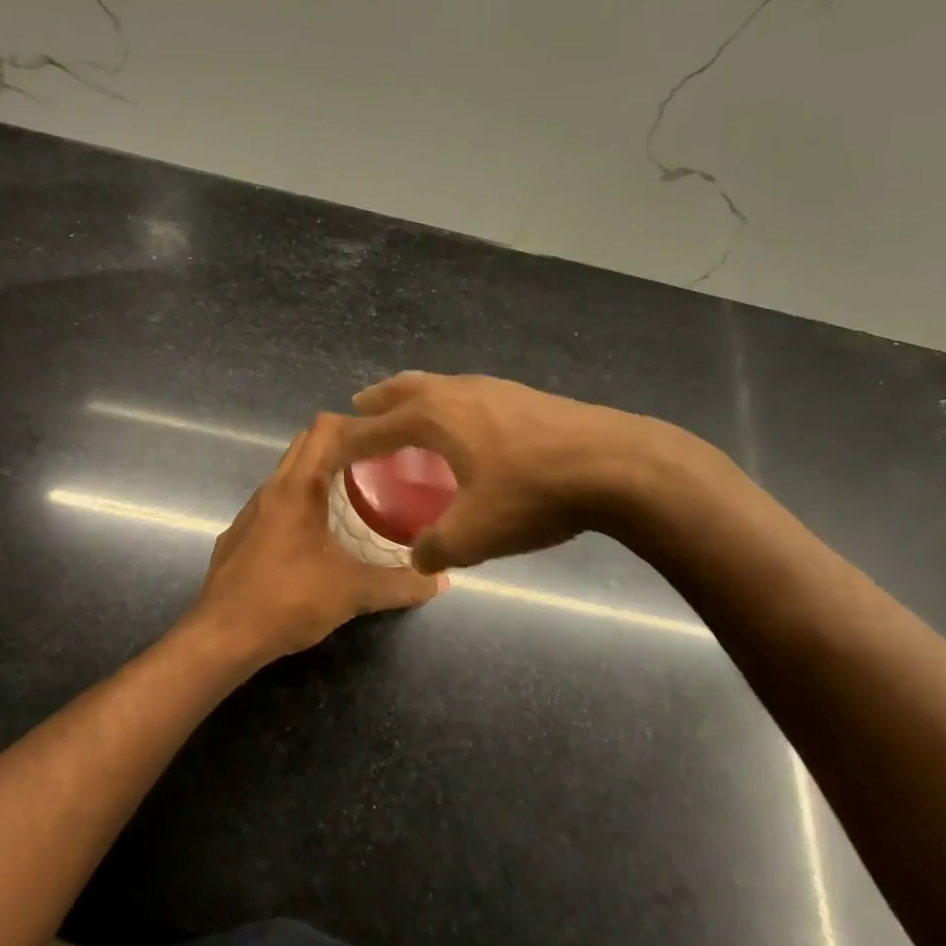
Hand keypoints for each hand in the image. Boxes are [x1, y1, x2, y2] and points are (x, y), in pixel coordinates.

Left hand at [190, 413, 446, 665]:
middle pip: (306, 445)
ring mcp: (250, 513)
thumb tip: (439, 581)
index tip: (388, 441)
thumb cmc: (288, 600)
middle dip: (342, 447)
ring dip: (319, 476)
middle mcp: (270, 489)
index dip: (357, 424)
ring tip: (354, 498)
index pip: (325, 428)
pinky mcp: (239, 536)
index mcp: (296, 487)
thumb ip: (400, 584)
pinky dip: (300, 504)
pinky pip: (275, 504)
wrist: (221, 637)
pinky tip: (317, 538)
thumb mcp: (352, 592)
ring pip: (288, 475)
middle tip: (379, 466)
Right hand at [337, 371, 666, 571]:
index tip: (328, 449)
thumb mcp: (475, 533)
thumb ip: (436, 548)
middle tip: (361, 408)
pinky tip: (468, 430)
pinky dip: (450, 406)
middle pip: (405, 388)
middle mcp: (457, 391)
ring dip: (416, 399)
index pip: (375, 427)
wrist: (616, 464)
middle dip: (379, 400)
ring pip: (440, 386)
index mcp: (434, 417)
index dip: (348, 441)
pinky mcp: (524, 396)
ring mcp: (494, 388)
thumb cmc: (533, 493)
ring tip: (411, 418)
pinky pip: (469, 395)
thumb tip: (418, 559)